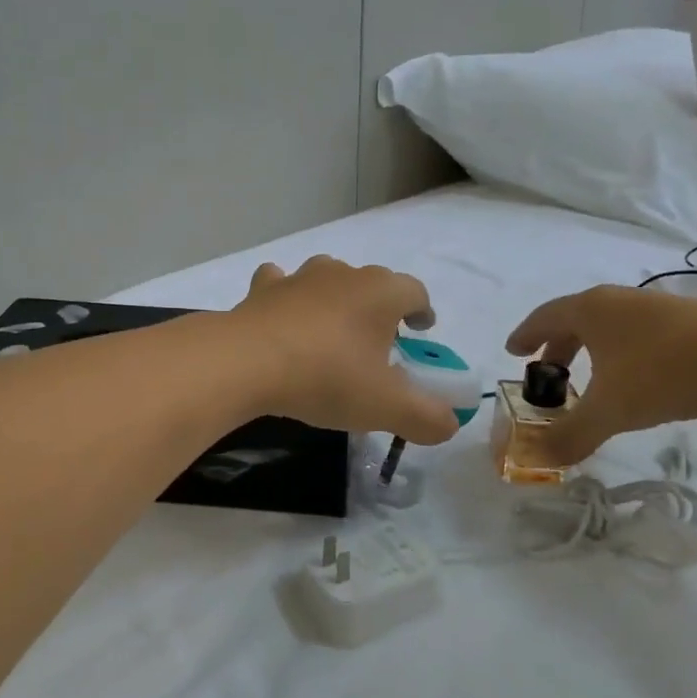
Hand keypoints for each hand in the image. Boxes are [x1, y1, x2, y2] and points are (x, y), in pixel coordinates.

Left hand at [232, 257, 460, 443]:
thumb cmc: (327, 378)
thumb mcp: (386, 407)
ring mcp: (300, 277)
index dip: (422, 311)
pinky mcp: (262, 289)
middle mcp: (344, 273)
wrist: (247, 362)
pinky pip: (280, 283)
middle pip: (372, 283)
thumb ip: (426, 417)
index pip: (415, 292)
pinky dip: (286, 296)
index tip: (421, 329)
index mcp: (381, 293)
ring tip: (331, 330)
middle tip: (376, 343)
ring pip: (328, 277)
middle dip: (378, 308)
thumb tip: (449, 424)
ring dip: (334, 298)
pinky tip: (282, 316)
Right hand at [506, 285, 696, 464]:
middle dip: (558, 347)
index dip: (524, 336)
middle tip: (548, 373)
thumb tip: (537, 459)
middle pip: (576, 319)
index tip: (513, 352)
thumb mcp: (611, 411)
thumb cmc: (666, 374)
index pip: (544, 317)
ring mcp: (658, 307)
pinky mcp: (692, 320)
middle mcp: (620, 300)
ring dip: (592, 350)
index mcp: (591, 310)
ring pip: (611, 326)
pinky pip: (640, 333)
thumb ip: (571, 436)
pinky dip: (624, 353)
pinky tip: (638, 380)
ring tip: (592, 380)